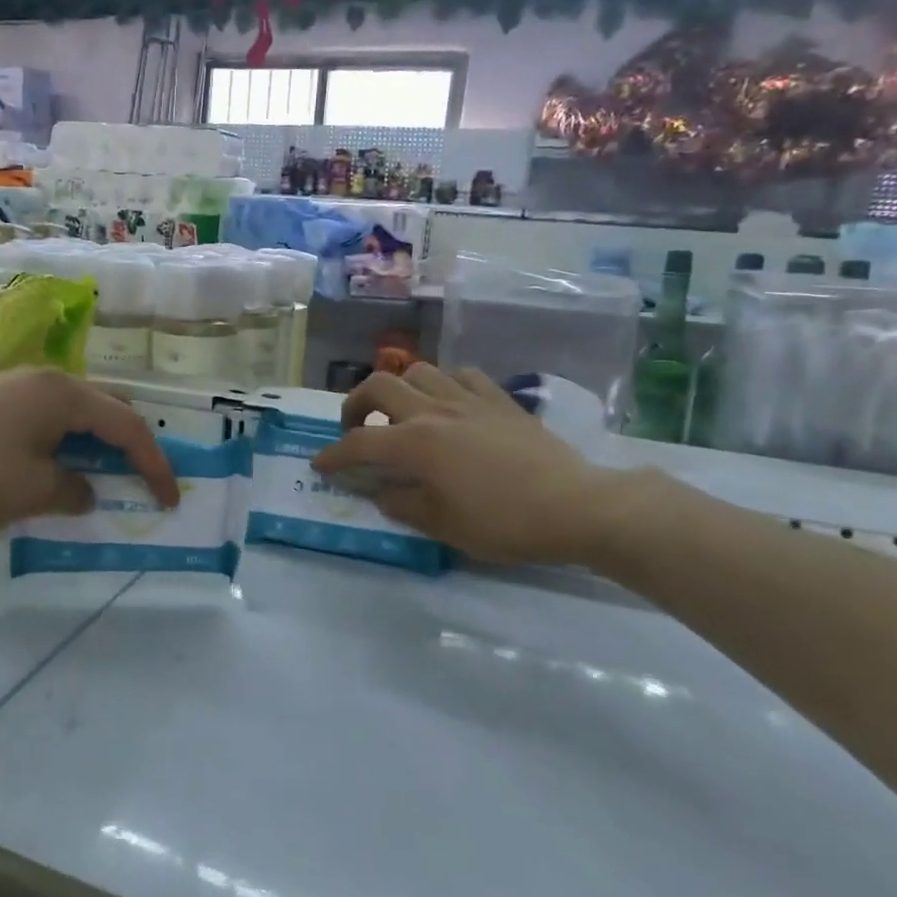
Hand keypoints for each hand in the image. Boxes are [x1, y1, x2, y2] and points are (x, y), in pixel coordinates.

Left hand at [0, 369, 178, 535]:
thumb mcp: (31, 492)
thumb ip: (74, 489)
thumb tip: (86, 489)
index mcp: (63, 393)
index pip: (128, 424)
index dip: (154, 463)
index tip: (171, 499)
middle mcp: (45, 379)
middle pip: (107, 408)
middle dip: (132, 444)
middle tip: (144, 481)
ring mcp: (16, 387)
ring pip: (77, 413)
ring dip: (98, 443)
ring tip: (108, 476)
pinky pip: (49, 419)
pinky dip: (68, 443)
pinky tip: (61, 467)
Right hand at [312, 364, 620, 566]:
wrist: (576, 505)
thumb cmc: (505, 523)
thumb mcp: (444, 526)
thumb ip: (403, 504)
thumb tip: (380, 491)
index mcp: (416, 443)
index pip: (359, 443)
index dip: (334, 455)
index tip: (320, 465)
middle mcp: (435, 410)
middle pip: (379, 385)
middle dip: (356, 404)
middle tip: (357, 429)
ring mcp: (468, 399)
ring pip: (419, 371)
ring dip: (399, 388)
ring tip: (402, 411)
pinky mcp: (499, 399)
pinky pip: (461, 375)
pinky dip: (444, 385)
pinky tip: (449, 404)